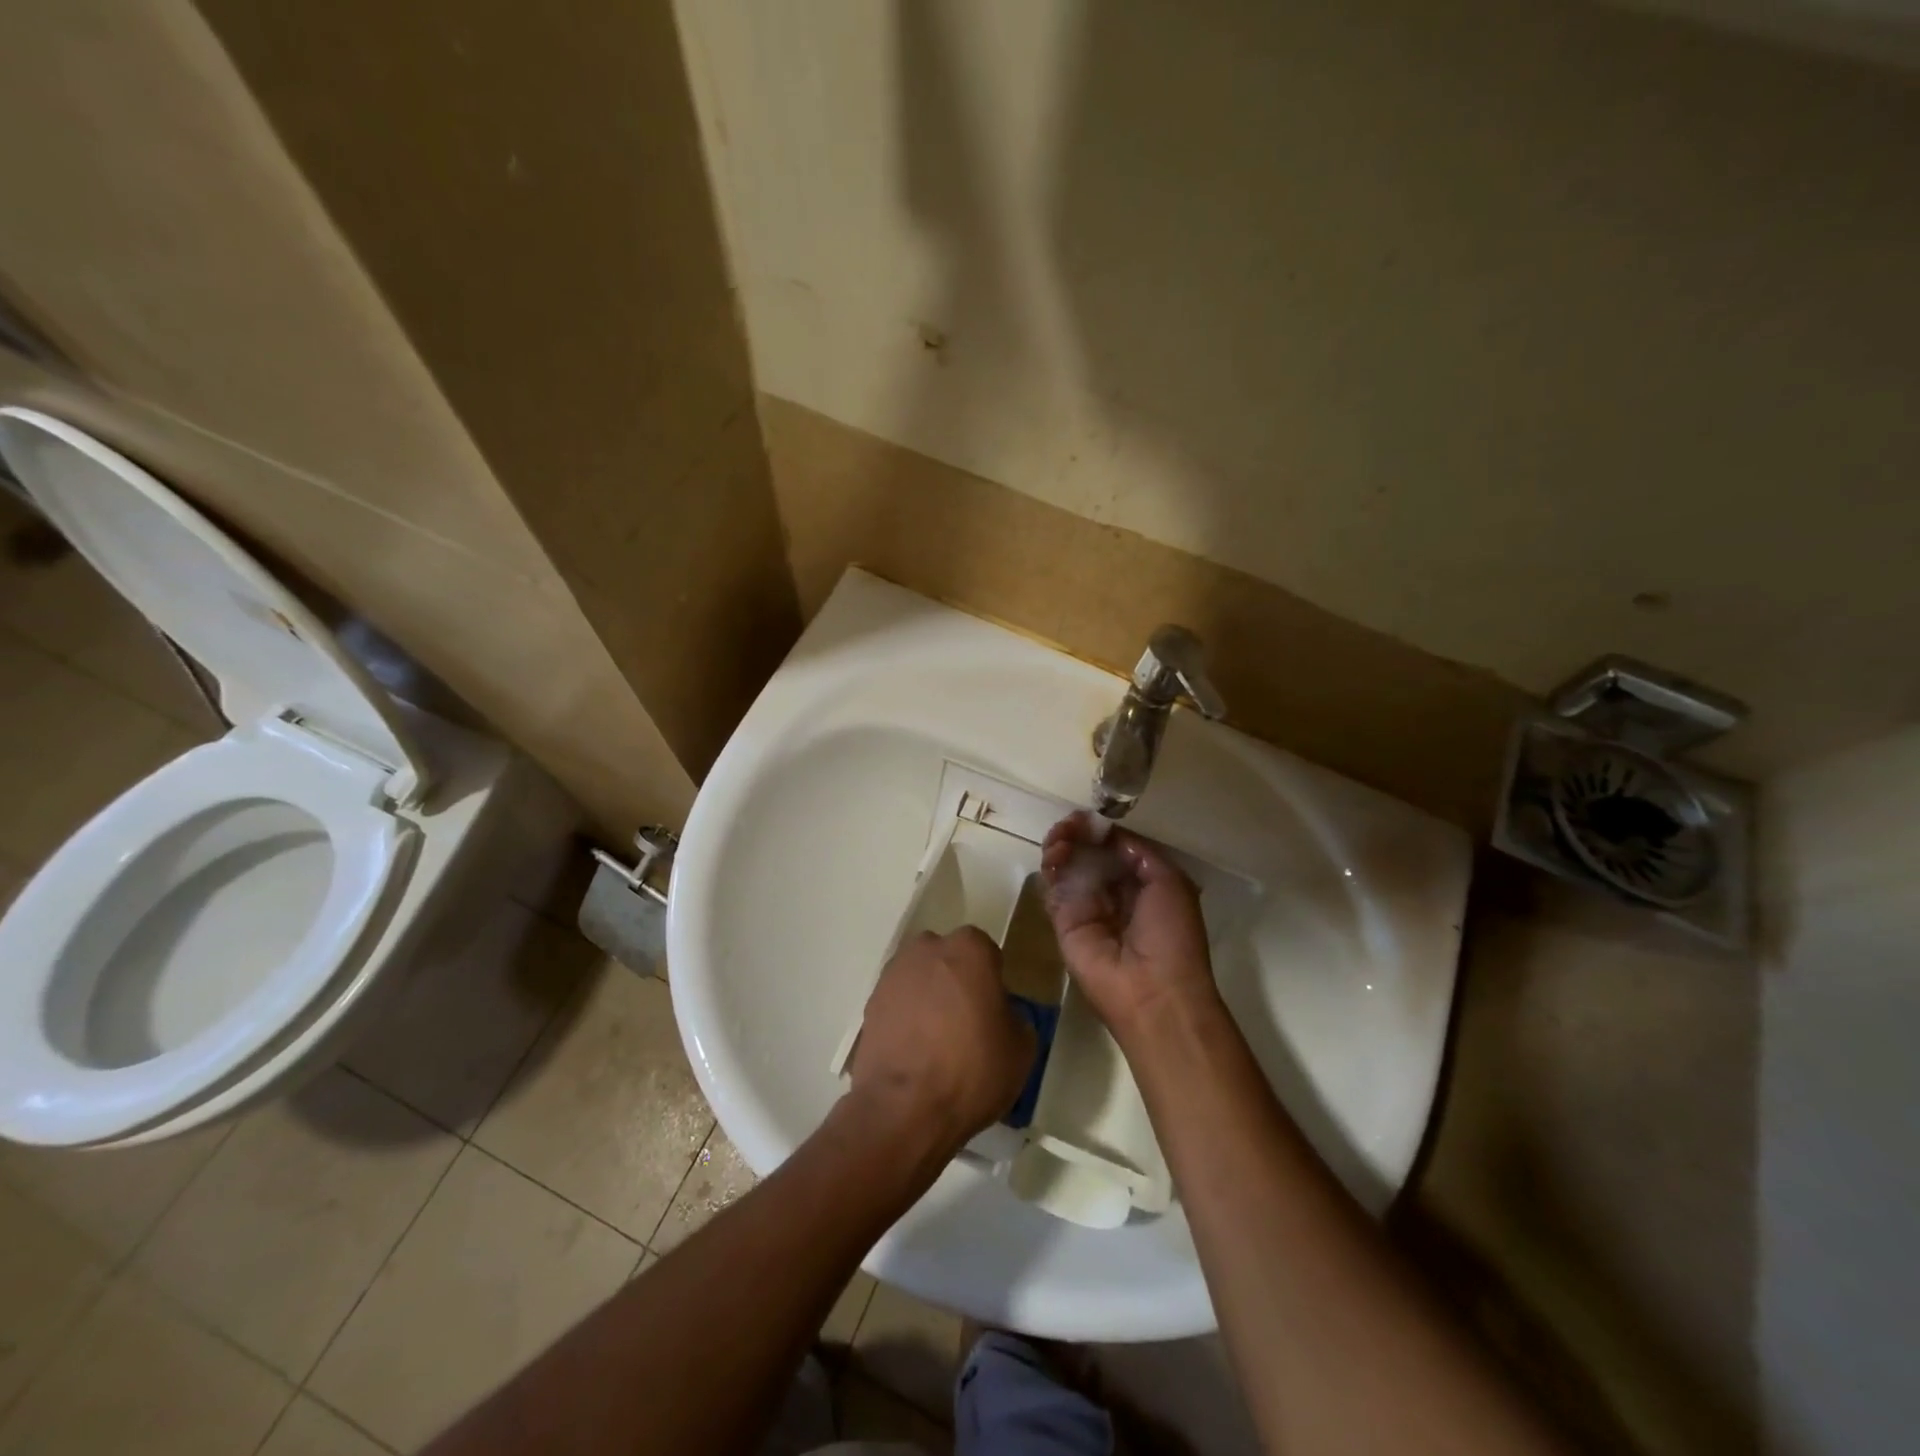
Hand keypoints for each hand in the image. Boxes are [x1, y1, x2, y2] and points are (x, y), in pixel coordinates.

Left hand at [845, 928, 1034, 1153]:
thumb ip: (1014, 1016)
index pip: (986, 952)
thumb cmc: (972, 1070)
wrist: (904, 1109)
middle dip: (957, 980)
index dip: (992, 980)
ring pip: (920, 978)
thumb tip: (999, 1013)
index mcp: (969, 950)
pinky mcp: (870, 1003)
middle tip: (967, 1021)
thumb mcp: (1022, 1048)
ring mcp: (893, 975)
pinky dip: (907, 1018)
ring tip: (937, 1041)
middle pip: (948, 958)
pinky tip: (915, 1051)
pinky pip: (899, 1002)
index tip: (994, 1010)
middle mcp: (927, 949)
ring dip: (929, 997)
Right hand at [1041, 813, 1221, 1041]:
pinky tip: (1056, 854)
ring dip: (1062, 844)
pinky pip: (1053, 887)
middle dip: (1078, 833)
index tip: (1091, 816)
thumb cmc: (1171, 935)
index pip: (1115, 849)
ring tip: (1061, 836)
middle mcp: (1113, 894)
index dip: (1102, 830)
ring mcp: (1086, 907)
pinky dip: (1050, 866)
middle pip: (1088, 854)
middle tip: (1071, 824)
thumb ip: (1139, 852)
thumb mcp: (1170, 882)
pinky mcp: (1063, 921)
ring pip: (1067, 866)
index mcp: (1143, 886)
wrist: (1152, 992)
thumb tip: (1110, 833)